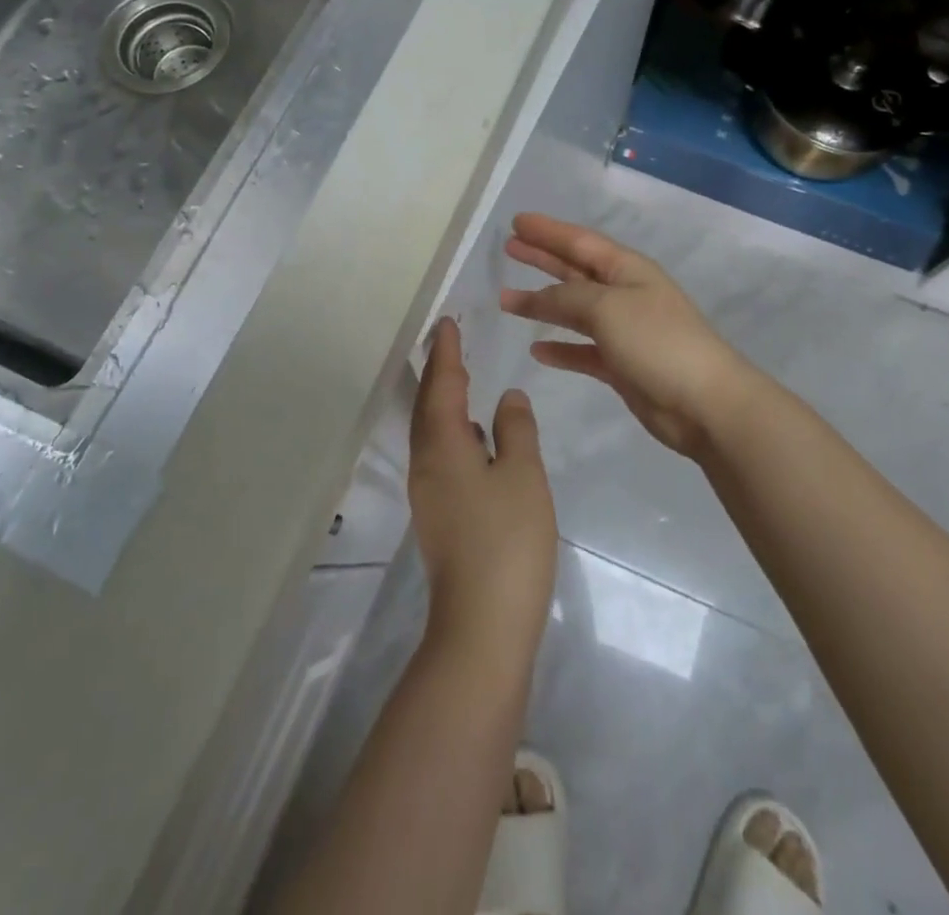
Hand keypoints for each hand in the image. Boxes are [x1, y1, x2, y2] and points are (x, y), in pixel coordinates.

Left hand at [408, 318, 557, 664]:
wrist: (482, 626)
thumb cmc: (507, 542)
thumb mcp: (522, 476)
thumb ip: (516, 430)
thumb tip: (508, 397)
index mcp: (442, 445)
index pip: (442, 384)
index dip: (446, 352)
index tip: (447, 322)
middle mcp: (425, 463)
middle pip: (429, 404)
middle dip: (438, 370)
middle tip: (450, 340)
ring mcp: (429, 493)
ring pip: (432, 430)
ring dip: (443, 399)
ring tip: (460, 377)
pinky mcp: (439, 516)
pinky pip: (440, 454)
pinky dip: (453, 430)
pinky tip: (474, 435)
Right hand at [499, 213, 754, 460]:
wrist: (704, 403)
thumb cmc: (656, 341)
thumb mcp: (606, 307)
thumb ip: (566, 298)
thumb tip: (538, 298)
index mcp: (627, 269)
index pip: (580, 241)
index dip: (548, 231)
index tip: (516, 221)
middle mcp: (624, 294)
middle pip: (575, 270)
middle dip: (543, 258)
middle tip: (509, 248)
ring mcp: (624, 331)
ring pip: (574, 311)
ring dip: (542, 304)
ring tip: (507, 300)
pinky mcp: (621, 365)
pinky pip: (582, 350)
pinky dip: (560, 348)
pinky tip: (537, 349)